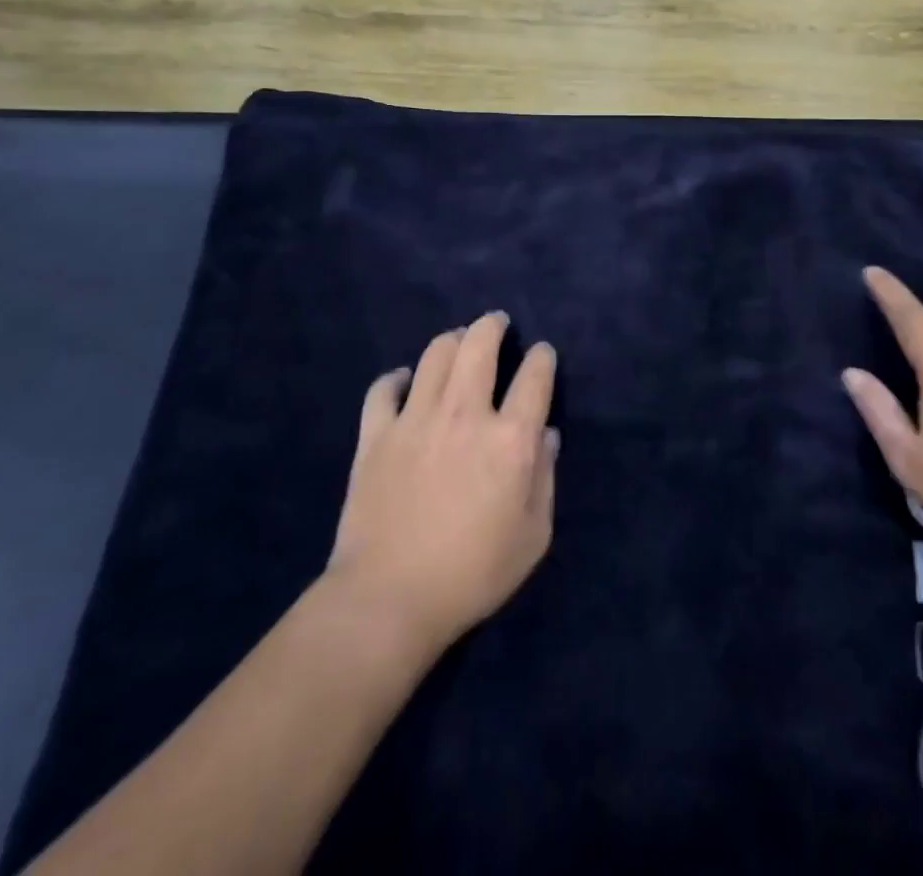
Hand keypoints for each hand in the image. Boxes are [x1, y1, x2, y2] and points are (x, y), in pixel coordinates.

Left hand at [327, 312, 557, 655]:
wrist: (388, 600)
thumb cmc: (472, 573)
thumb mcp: (533, 536)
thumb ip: (545, 478)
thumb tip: (546, 436)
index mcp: (511, 439)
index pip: (535, 376)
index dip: (542, 358)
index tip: (542, 355)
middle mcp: (465, 414)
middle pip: (479, 345)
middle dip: (492, 325)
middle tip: (497, 322)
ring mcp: (416, 420)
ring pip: (435, 354)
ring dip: (452, 340)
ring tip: (458, 341)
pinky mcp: (376, 435)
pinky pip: (384, 388)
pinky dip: (397, 378)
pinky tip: (405, 382)